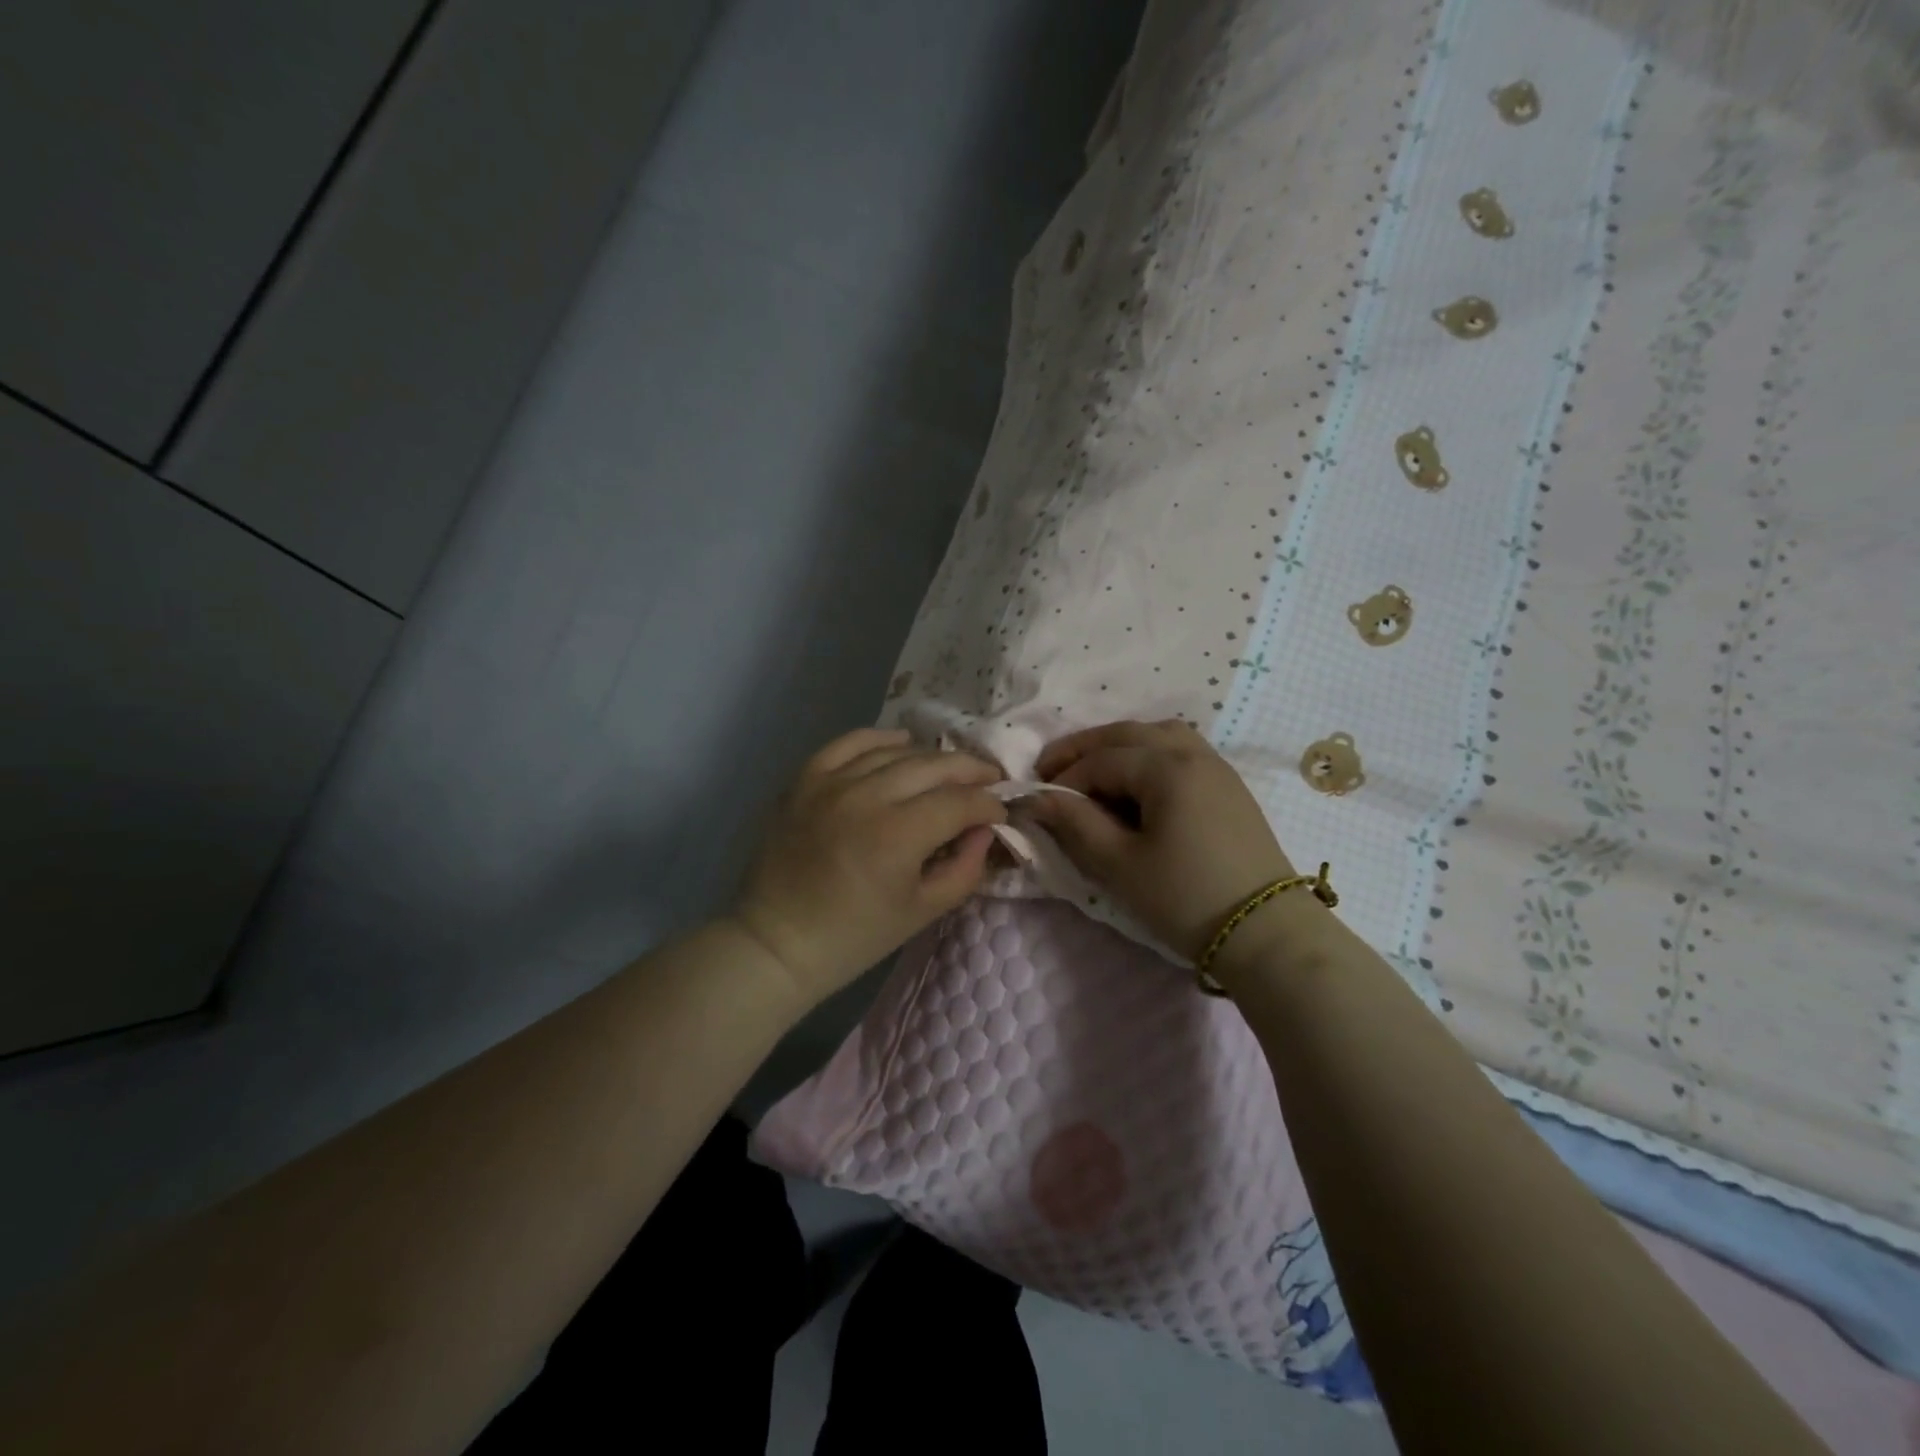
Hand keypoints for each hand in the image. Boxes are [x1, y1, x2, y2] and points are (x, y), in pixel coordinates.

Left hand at [732, 728, 1006, 1006]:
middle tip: (989, 779)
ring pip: (896, 752)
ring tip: (950, 769)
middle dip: (970, 771)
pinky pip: (849, 742)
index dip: (989, 804)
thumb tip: (985, 829)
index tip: (1000, 812)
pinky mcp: (805, 779)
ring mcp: (831, 782)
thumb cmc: (854, 936)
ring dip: (931, 757)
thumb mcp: (922, 912)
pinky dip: (880, 740)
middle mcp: (866, 796)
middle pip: (934, 766)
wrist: (777, 941)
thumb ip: (965, 868)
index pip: (960, 802)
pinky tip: (900, 746)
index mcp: (897, 835)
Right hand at [1028, 720, 1294, 961]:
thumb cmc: (1184, 898)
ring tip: (1094, 773)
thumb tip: (1035, 797)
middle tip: (1051, 771)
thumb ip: (1074, 822)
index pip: (1100, 760)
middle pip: (1126, 733)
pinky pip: (1180, 751)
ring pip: (1157, 735)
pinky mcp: (1228, 785)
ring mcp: (1216, 766)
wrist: (1265, 932)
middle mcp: (1193, 753)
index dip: (1063, 779)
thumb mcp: (1119, 863)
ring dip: (1118, 747)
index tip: (1037, 802)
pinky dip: (1148, 755)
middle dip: (1084, 749)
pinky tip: (1136, 785)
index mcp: (1166, 767)